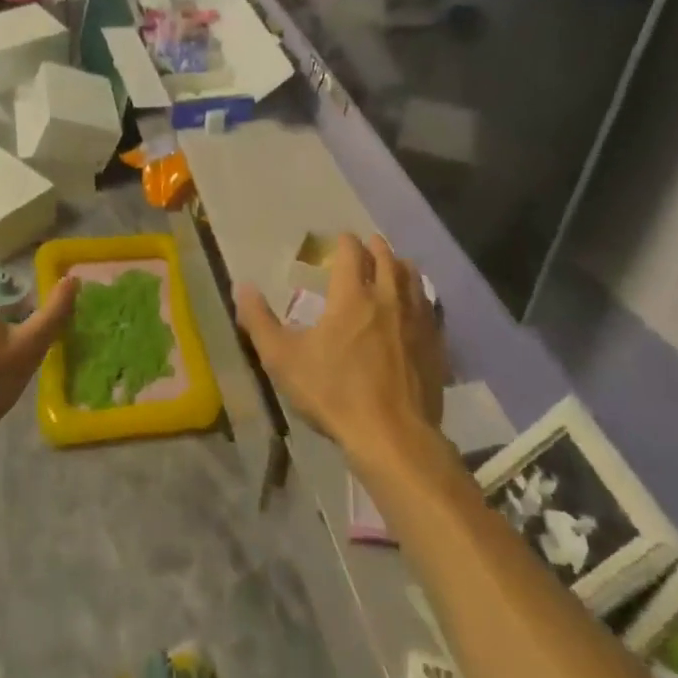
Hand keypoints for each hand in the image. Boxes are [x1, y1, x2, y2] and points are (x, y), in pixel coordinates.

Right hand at [235, 233, 445, 457]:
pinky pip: (430, 307)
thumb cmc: (334, 393)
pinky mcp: (435, 345)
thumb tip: (242, 286)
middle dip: (375, 247)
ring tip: (394, 267)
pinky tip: (416, 307)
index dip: (344, 242)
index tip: (339, 240)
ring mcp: (417, 320)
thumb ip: (259, 321)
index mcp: (352, 295)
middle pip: (387, 258)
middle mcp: (388, 298)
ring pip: (413, 278)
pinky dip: (420, 297)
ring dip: (401, 266)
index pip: (352, 252)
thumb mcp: (283, 359)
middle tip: (367, 246)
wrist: (393, 437)